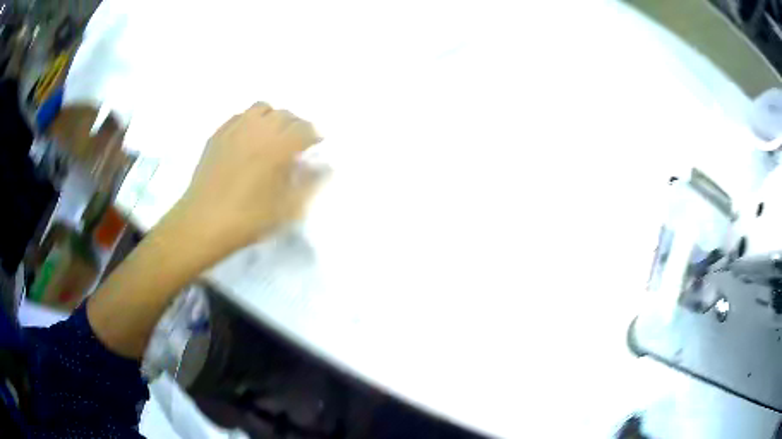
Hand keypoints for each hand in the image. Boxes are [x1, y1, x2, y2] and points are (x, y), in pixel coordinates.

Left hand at [177, 102, 321, 249]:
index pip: (306, 128)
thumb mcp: (287, 209)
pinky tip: (247, 140)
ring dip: (272, 118)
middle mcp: (258, 129)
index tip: (316, 146)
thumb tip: (326, 167)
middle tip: (295, 145)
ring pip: (261, 108)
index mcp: (279, 146)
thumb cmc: (248, 219)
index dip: (315, 136)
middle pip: (285, 114)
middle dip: (295, 126)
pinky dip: (250, 122)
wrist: (203, 223)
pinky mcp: (218, 134)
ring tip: (271, 136)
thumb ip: (311, 184)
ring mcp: (235, 129)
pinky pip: (239, 116)